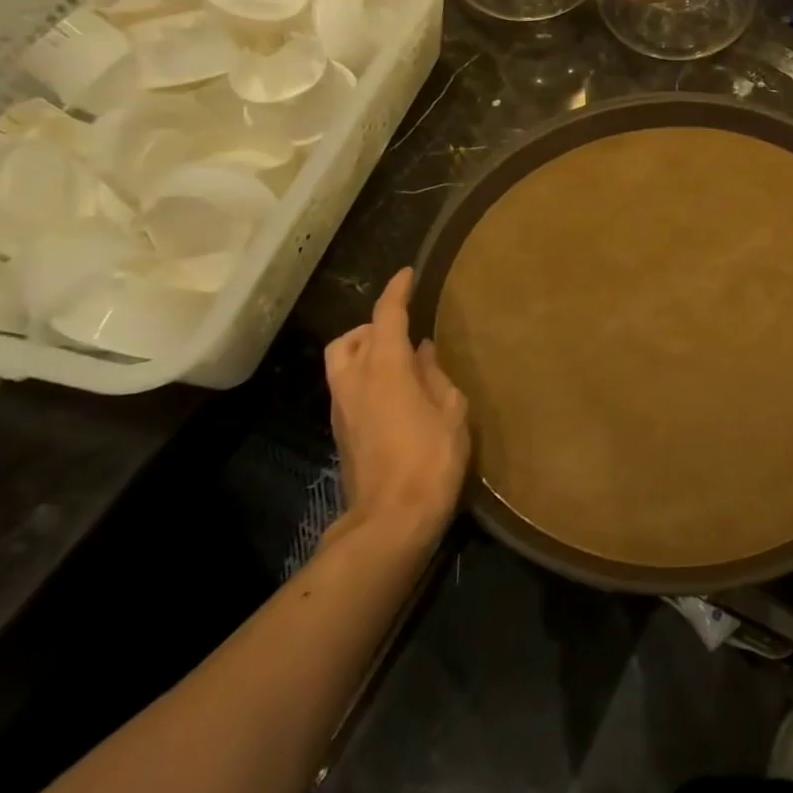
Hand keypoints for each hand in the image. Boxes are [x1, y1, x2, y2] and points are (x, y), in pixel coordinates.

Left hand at [324, 267, 470, 543]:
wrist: (391, 518)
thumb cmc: (431, 457)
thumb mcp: (451, 410)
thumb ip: (436, 374)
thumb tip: (423, 352)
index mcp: (385, 367)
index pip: (387, 316)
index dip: (397, 291)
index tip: (407, 274)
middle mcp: (354, 380)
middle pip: (350, 338)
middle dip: (372, 325)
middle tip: (402, 328)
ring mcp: (342, 408)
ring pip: (341, 362)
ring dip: (363, 350)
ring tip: (396, 359)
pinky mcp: (341, 432)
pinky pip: (346, 387)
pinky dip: (364, 376)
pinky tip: (392, 392)